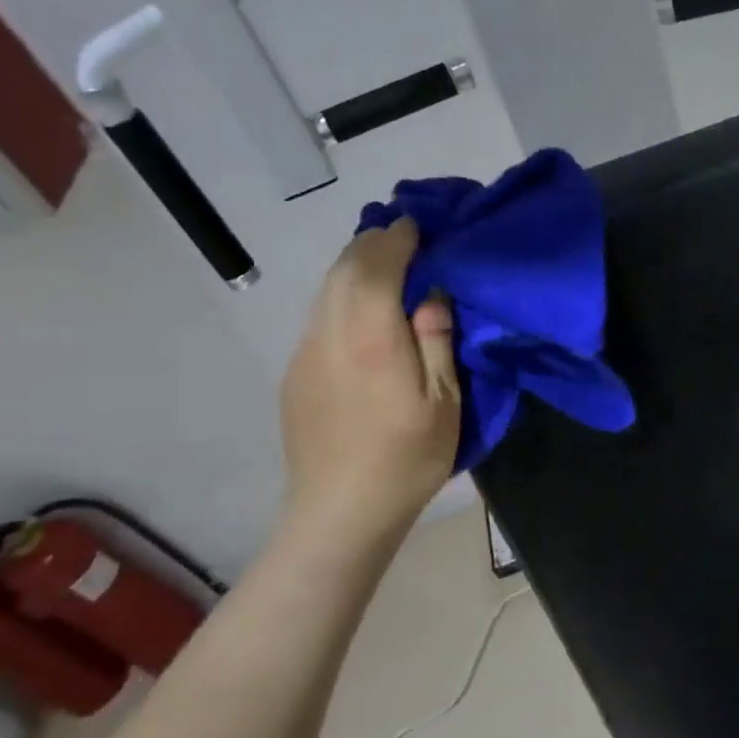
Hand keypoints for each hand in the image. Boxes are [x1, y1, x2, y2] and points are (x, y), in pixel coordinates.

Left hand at [278, 220, 460, 544]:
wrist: (339, 513)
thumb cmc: (406, 458)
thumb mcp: (444, 401)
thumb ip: (436, 339)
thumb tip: (431, 292)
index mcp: (372, 336)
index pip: (377, 263)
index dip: (399, 236)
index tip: (420, 225)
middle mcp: (330, 332)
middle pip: (344, 266)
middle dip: (374, 243)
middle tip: (406, 240)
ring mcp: (305, 352)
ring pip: (326, 289)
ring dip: (355, 267)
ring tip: (386, 269)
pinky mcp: (294, 372)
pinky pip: (319, 315)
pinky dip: (342, 296)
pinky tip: (363, 316)